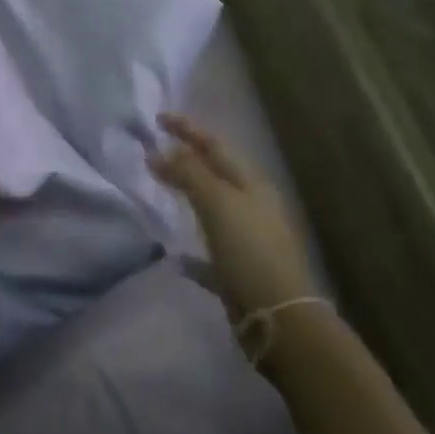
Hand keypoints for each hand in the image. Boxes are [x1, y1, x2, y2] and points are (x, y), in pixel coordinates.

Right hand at [151, 113, 317, 316]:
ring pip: (212, 209)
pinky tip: (174, 255)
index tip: (158, 117)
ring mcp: (248, 240)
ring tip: (162, 190)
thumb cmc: (249, 250)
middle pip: (215, 175)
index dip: (188, 129)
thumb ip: (188, 173)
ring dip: (188, 196)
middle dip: (188, 160)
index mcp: (251, 185)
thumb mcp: (217, 202)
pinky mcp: (239, 271)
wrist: (278, 316)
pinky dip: (192, 250)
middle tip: (156, 149)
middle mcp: (253, 207)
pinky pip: (209, 252)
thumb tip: (158, 152)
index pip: (215, 146)